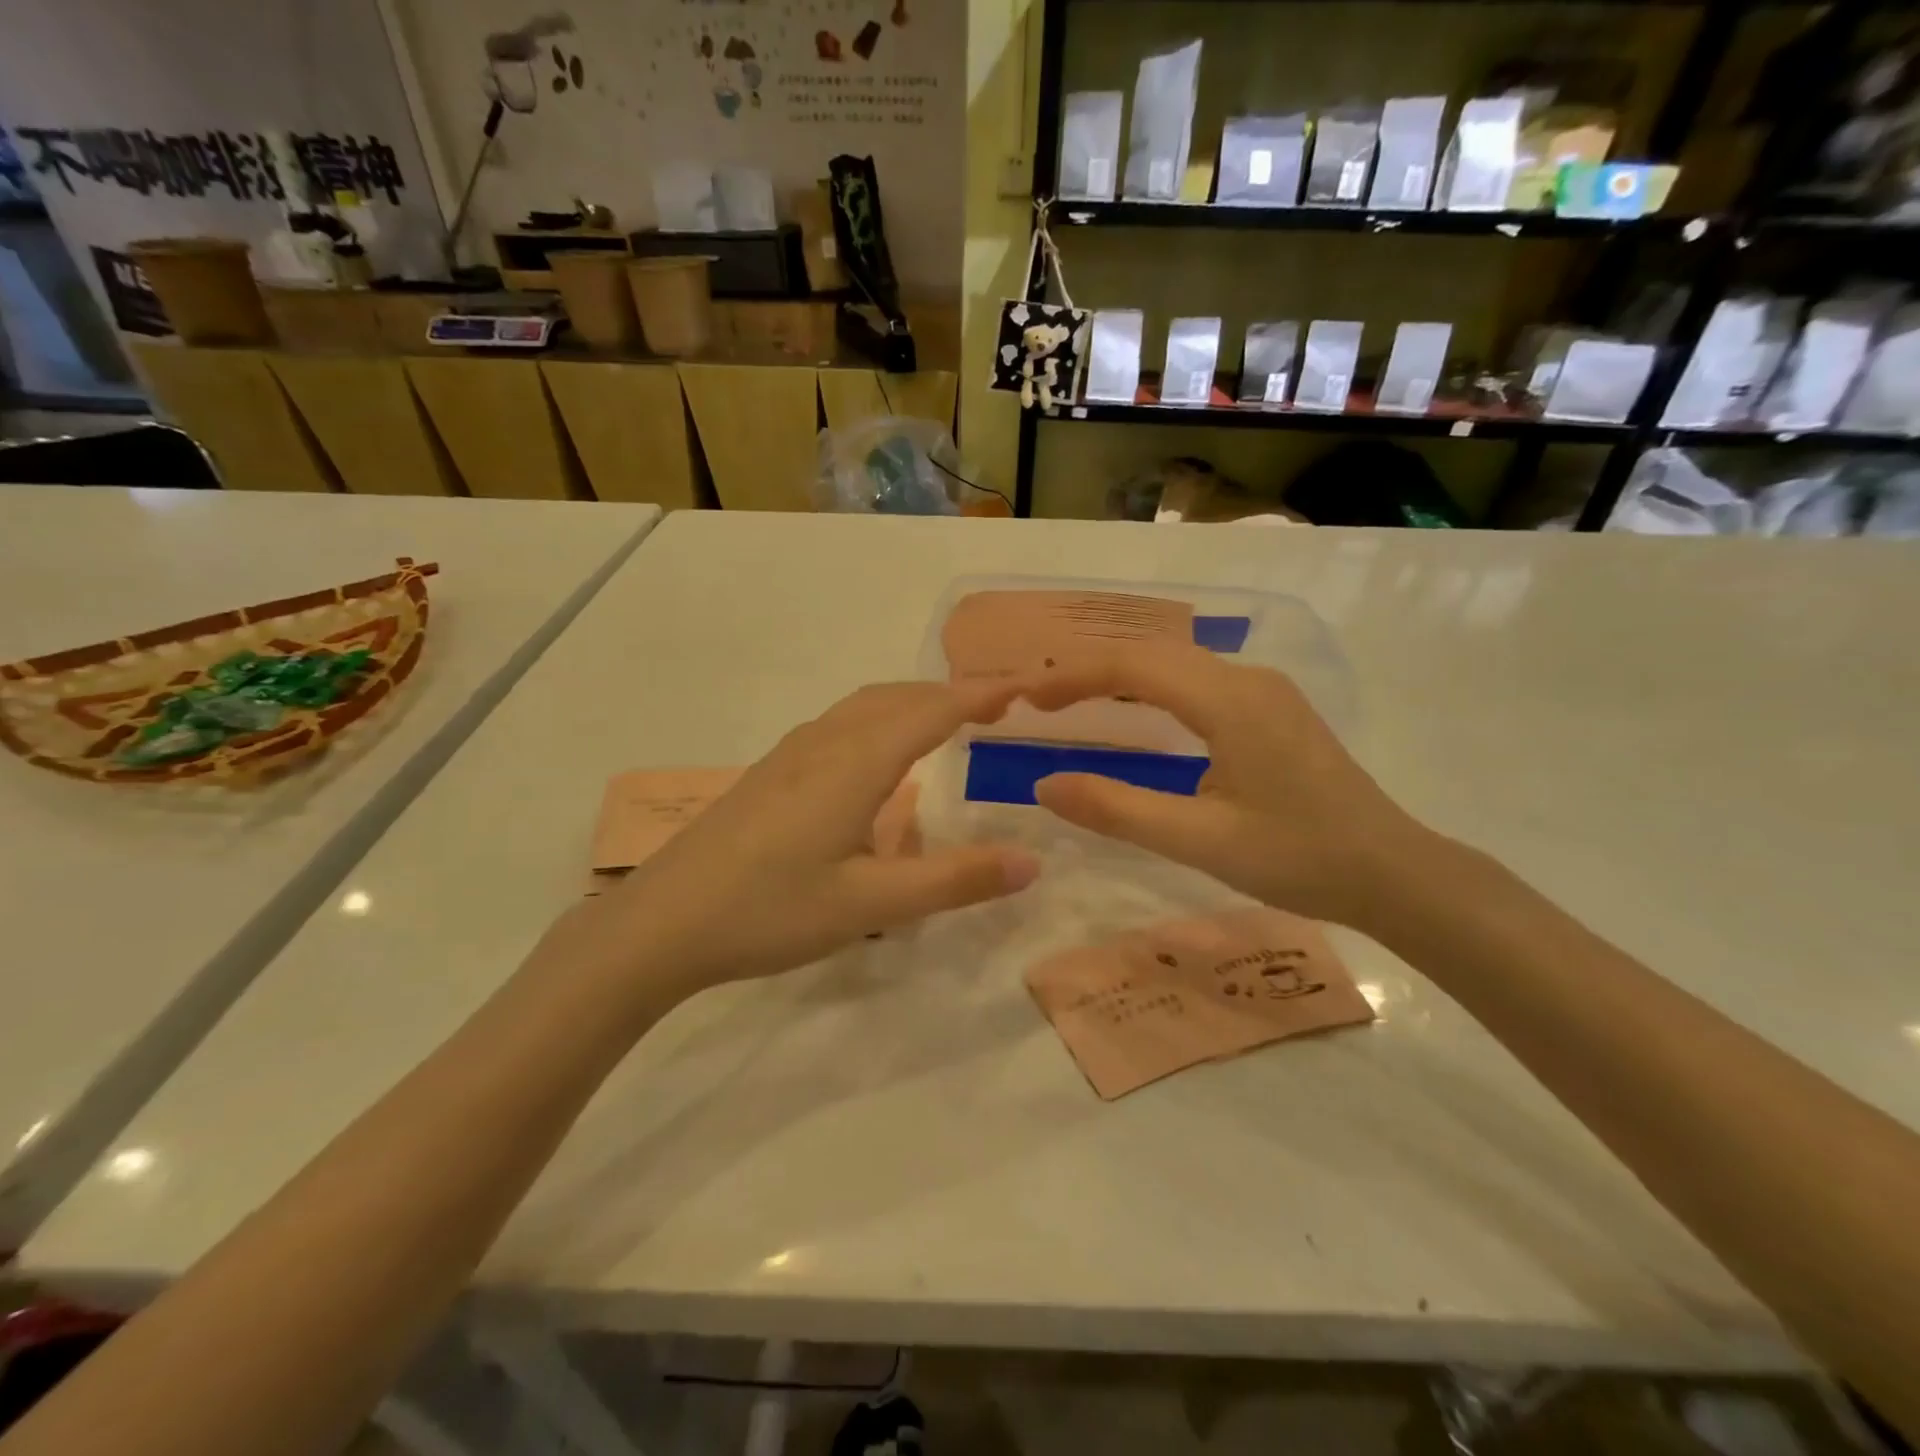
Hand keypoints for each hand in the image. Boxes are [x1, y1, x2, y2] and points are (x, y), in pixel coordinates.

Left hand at [547, 680, 1041, 1005]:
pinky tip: (879, 757)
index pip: (933, 710)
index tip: (1028, 688)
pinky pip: (841, 723)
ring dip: (913, 702)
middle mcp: (825, 742)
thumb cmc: (769, 910)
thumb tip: (1031, 862)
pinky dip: (881, 719)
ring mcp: (792, 754)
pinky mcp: (771, 772)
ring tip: (948, 721)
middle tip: (998, 706)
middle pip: (899, 697)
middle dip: (952, 693)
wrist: (660, 922)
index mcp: (856, 762)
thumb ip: (954, 881)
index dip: (982, 694)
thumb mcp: (870, 904)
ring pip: (865, 706)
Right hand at [1024, 643, 1430, 929]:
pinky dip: (1152, 688)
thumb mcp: (1200, 842)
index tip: (1026, 698)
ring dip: (1120, 676)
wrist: (1394, 873)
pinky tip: (1136, 712)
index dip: (1073, 677)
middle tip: (1038, 699)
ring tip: (1072, 699)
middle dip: (1090, 670)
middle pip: (1153, 654)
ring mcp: (1265, 691)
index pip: (1134, 667)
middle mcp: (1247, 679)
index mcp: (1231, 701)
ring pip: (1176, 663)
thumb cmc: (1298, 858)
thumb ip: (1118, 810)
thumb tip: (1044, 786)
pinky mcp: (1273, 709)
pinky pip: (1198, 680)